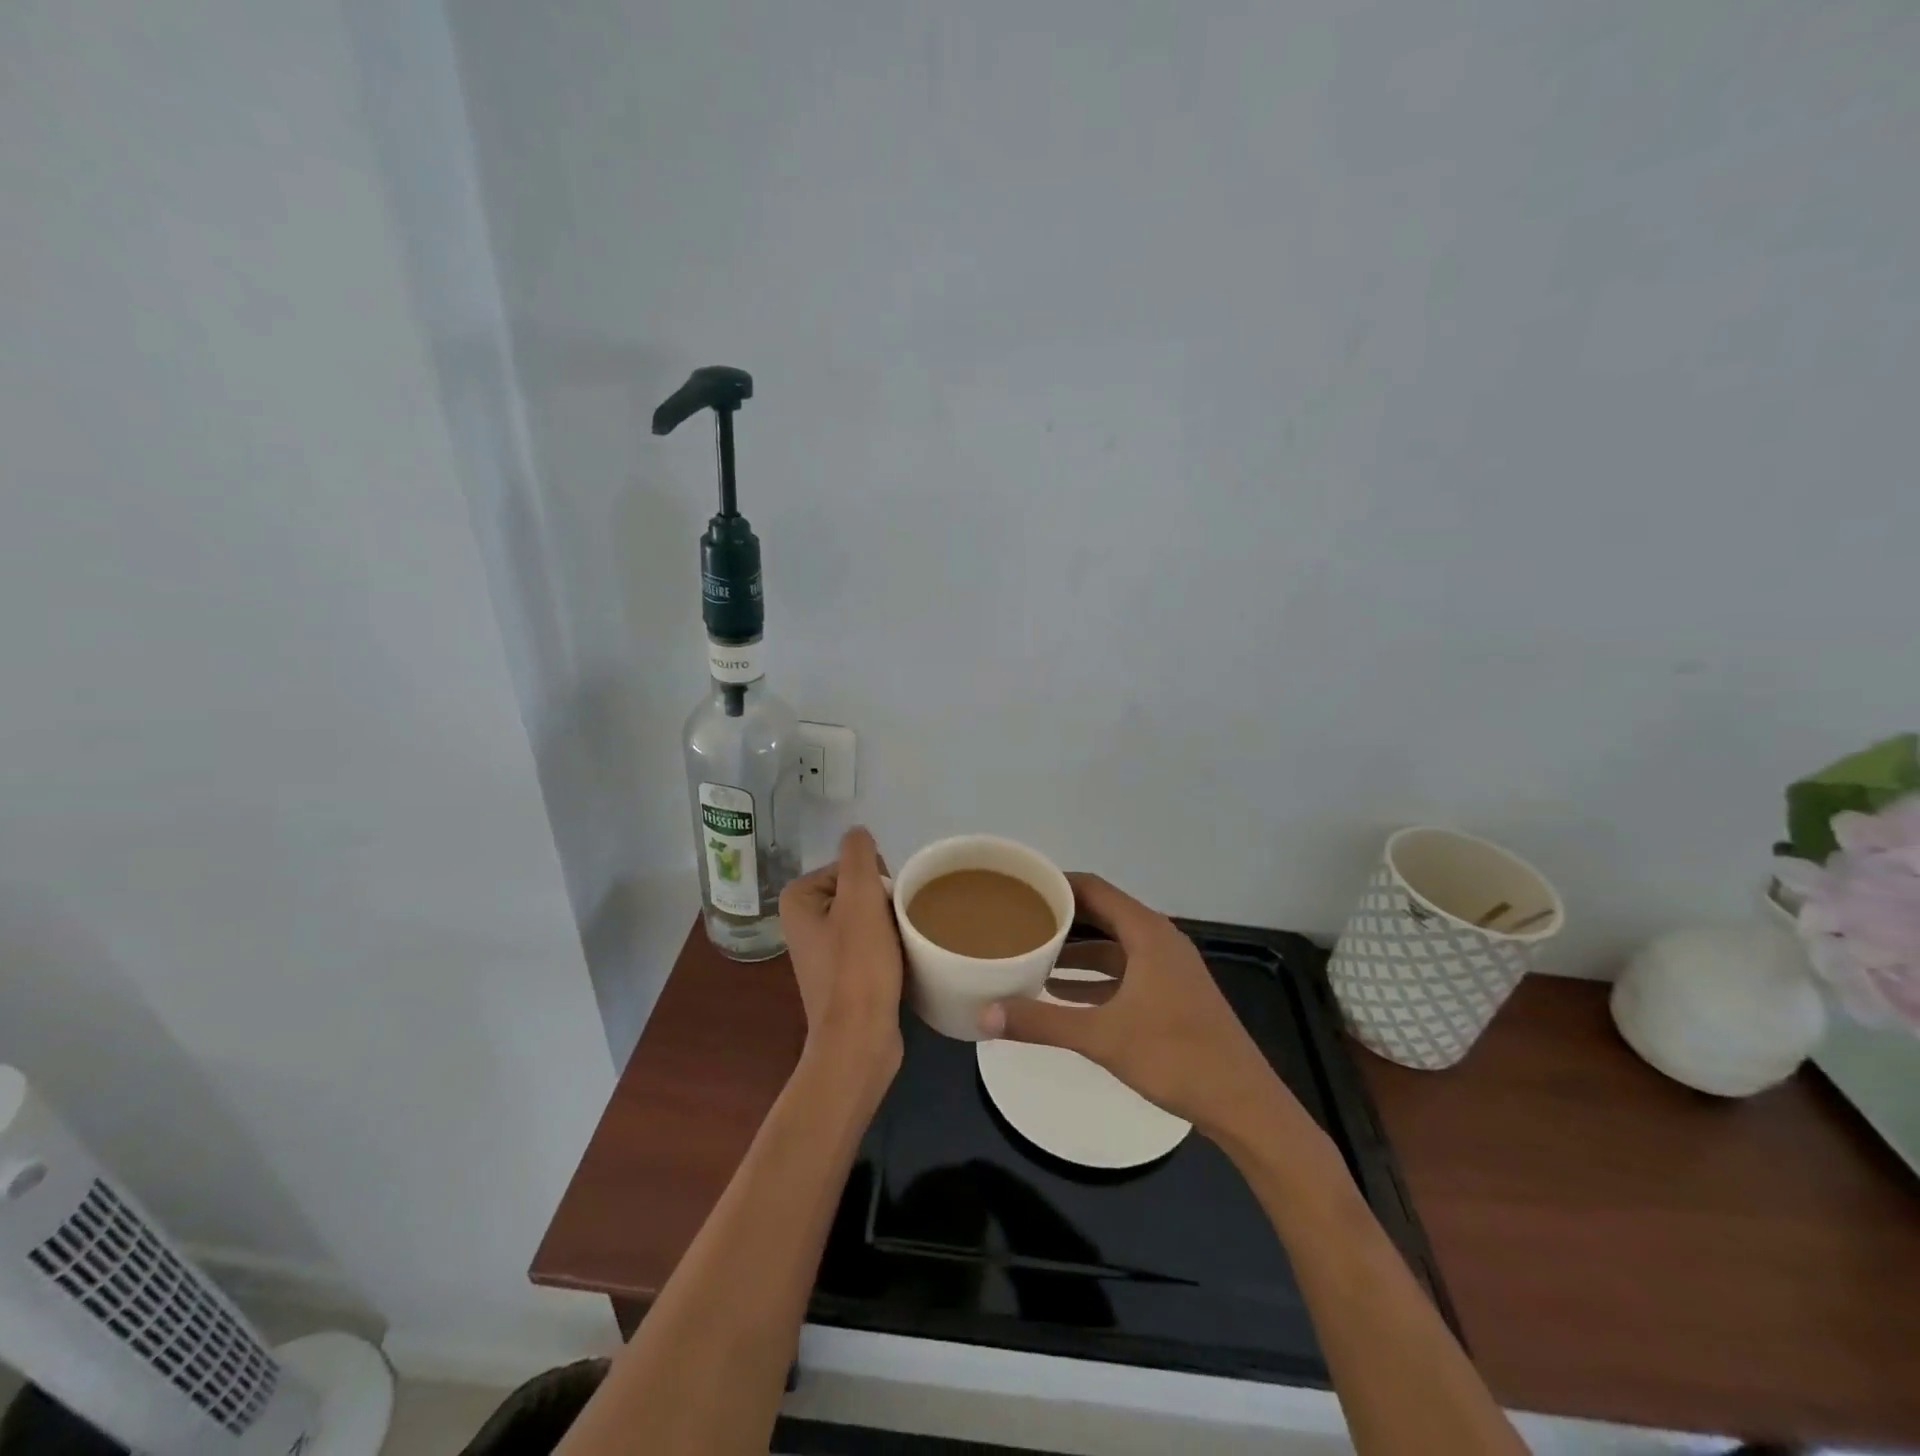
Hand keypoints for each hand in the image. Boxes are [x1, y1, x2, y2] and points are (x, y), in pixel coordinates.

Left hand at [779, 827, 903, 1088]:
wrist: (859, 1040)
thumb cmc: (858, 966)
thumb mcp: (860, 898)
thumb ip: (858, 856)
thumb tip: (858, 833)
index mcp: (798, 899)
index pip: (851, 867)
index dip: (875, 882)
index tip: (883, 909)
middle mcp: (802, 922)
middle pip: (859, 891)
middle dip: (883, 904)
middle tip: (894, 929)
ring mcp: (820, 951)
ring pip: (868, 917)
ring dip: (888, 926)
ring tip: (900, 946)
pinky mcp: (840, 976)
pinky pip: (868, 944)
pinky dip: (885, 948)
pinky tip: (898, 962)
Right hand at [979, 874, 1295, 1137]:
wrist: (1242, 1103)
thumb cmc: (1174, 1056)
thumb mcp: (1101, 1037)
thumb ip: (1041, 1022)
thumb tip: (983, 1013)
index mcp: (1147, 933)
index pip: (1093, 889)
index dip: (1056, 883)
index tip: (1018, 886)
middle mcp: (1159, 940)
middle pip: (1102, 914)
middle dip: (1060, 916)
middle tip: (1017, 919)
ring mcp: (1168, 968)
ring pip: (1113, 946)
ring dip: (1075, 950)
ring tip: (1030, 954)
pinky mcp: (1171, 994)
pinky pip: (1124, 971)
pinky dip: (1094, 977)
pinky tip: (1061, 993)